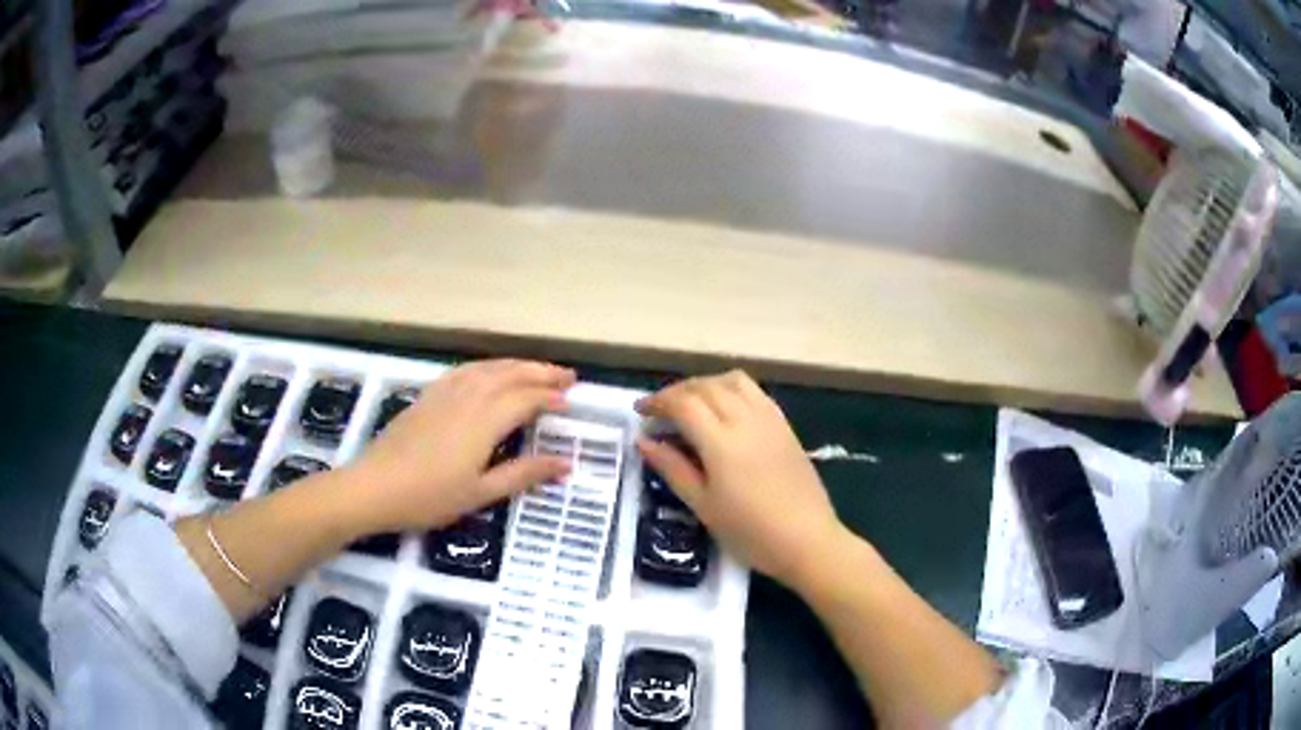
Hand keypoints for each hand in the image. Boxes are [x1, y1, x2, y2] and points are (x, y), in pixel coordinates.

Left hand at [346, 359, 573, 532]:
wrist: (374, 486)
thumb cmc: (430, 496)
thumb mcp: (481, 493)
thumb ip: (523, 474)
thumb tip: (565, 464)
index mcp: (484, 420)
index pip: (526, 399)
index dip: (550, 398)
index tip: (571, 403)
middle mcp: (468, 397)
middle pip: (510, 375)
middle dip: (541, 372)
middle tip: (567, 375)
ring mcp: (445, 393)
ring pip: (487, 368)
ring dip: (516, 365)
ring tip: (536, 368)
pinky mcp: (428, 395)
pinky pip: (465, 370)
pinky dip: (486, 366)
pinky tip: (489, 372)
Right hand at [636, 370, 846, 587]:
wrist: (808, 540)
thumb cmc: (750, 532)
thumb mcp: (703, 505)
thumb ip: (673, 468)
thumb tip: (644, 441)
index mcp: (722, 441)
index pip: (683, 403)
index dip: (658, 402)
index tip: (640, 413)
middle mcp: (746, 419)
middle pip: (706, 386)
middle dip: (677, 391)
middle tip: (659, 411)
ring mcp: (769, 419)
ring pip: (732, 381)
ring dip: (705, 384)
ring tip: (690, 405)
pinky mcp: (785, 425)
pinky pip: (754, 392)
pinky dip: (731, 389)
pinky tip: (724, 411)